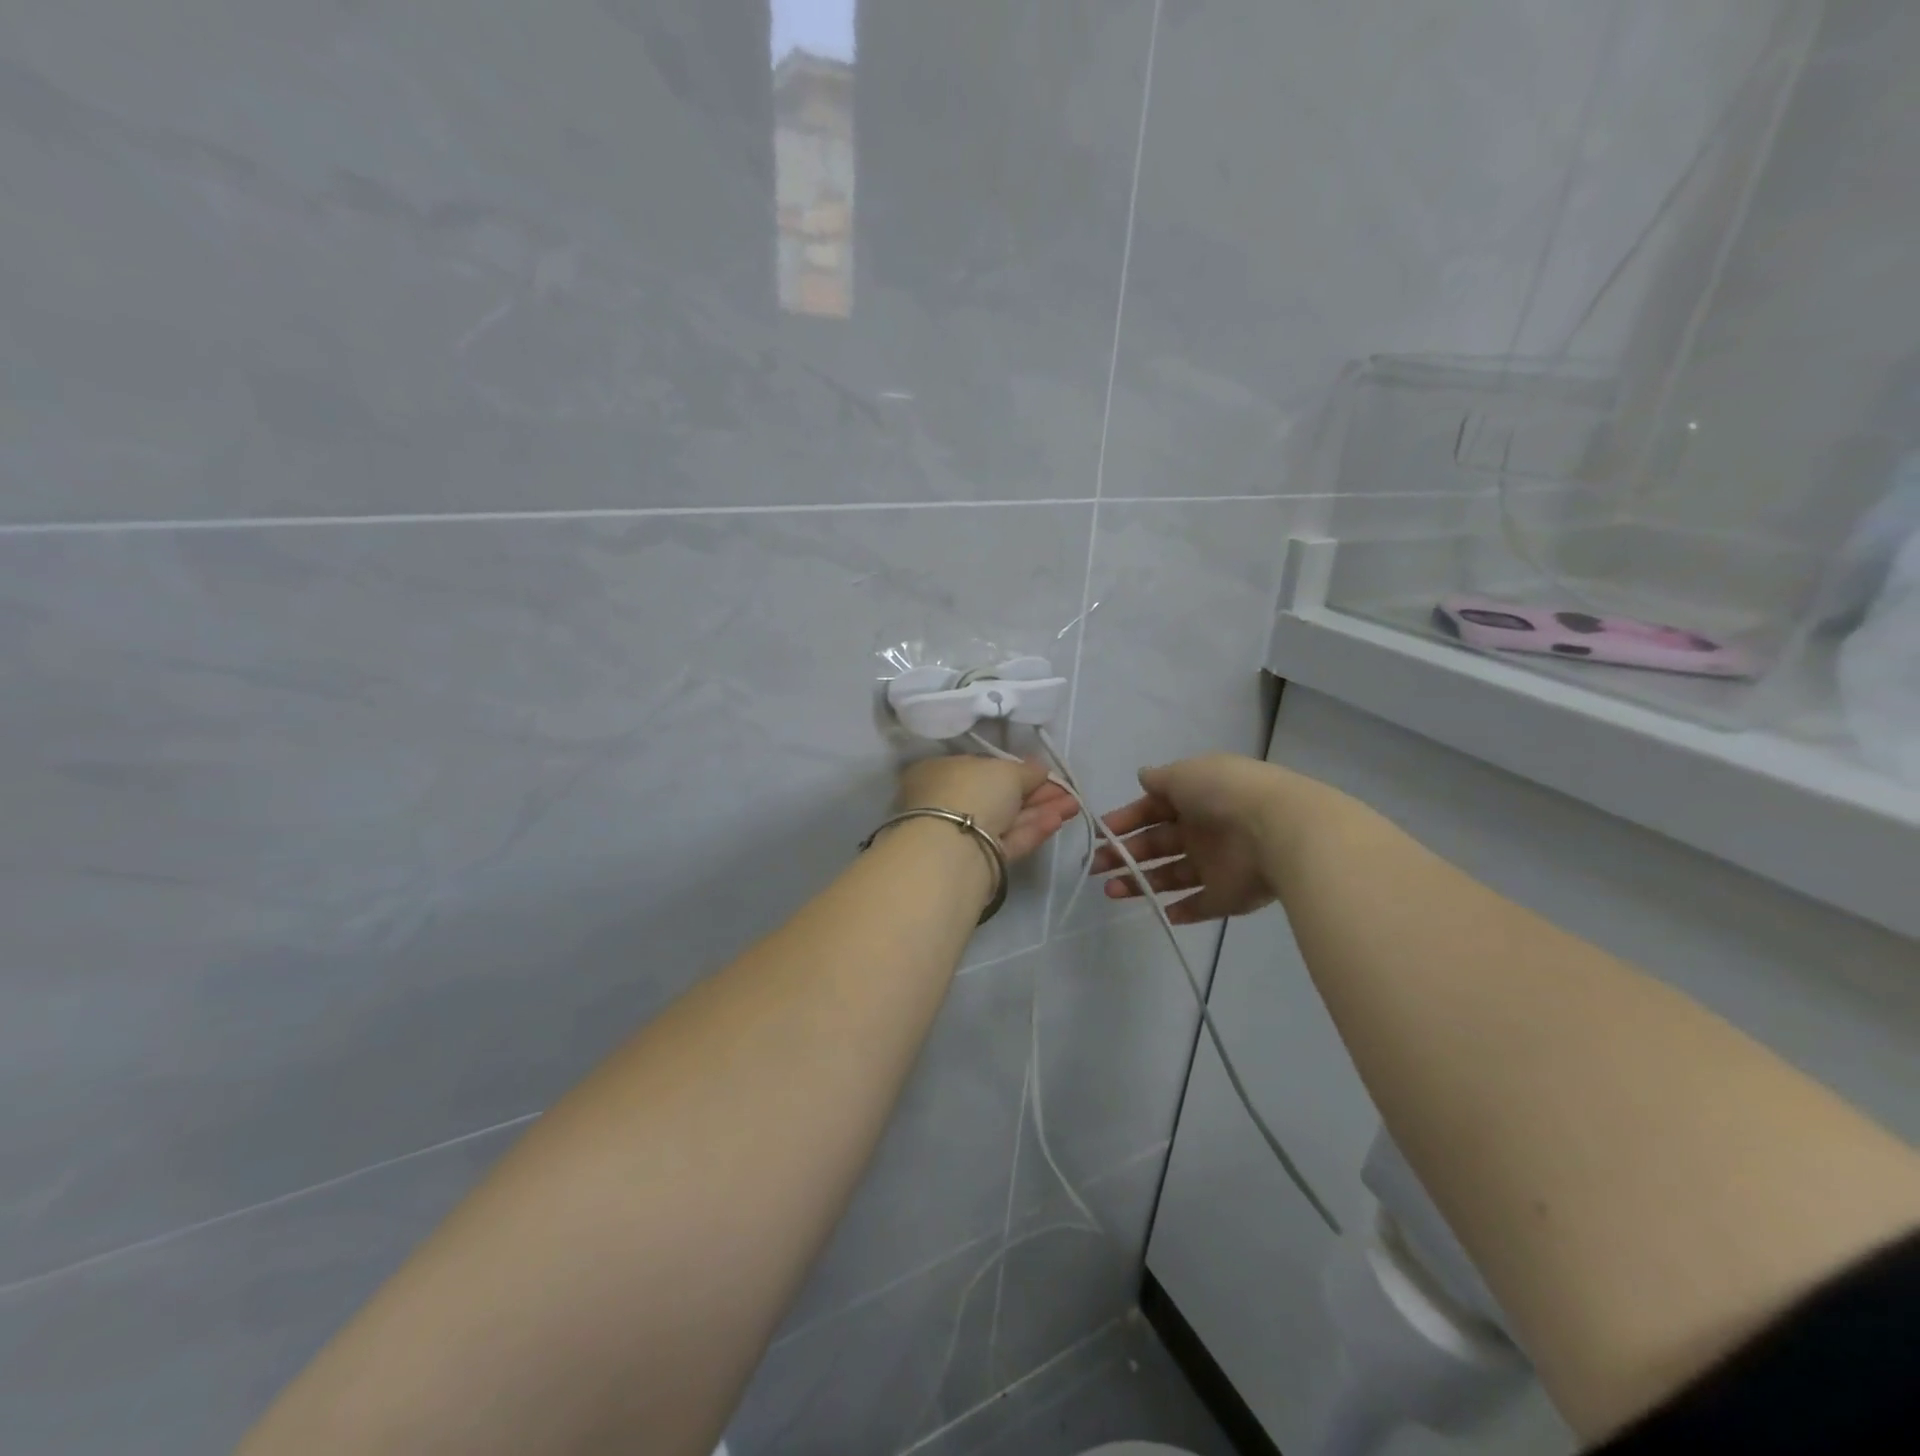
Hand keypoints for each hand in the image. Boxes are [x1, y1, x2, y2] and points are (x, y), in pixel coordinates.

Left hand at [897, 754, 1078, 861]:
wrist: (956, 850)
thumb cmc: (973, 792)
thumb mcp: (1005, 770)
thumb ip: (1026, 770)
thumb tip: (1038, 769)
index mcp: (940, 772)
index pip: (980, 768)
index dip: (1013, 769)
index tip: (1042, 772)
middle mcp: (946, 802)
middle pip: (997, 796)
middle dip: (1035, 792)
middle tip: (1067, 790)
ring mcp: (961, 834)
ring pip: (1006, 819)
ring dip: (1040, 810)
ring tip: (1073, 805)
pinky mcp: (978, 862)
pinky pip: (1007, 841)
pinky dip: (1032, 830)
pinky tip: (1057, 820)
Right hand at [1091, 754, 1305, 923]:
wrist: (1277, 830)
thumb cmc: (1223, 794)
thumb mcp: (1185, 773)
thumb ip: (1160, 779)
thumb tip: (1142, 776)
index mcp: (1194, 799)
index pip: (1152, 810)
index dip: (1125, 821)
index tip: (1099, 835)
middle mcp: (1203, 831)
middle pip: (1156, 845)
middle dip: (1124, 855)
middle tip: (1096, 866)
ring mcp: (1215, 866)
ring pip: (1170, 876)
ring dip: (1140, 883)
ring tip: (1111, 890)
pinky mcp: (1227, 897)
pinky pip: (1200, 906)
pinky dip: (1179, 911)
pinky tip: (1158, 911)